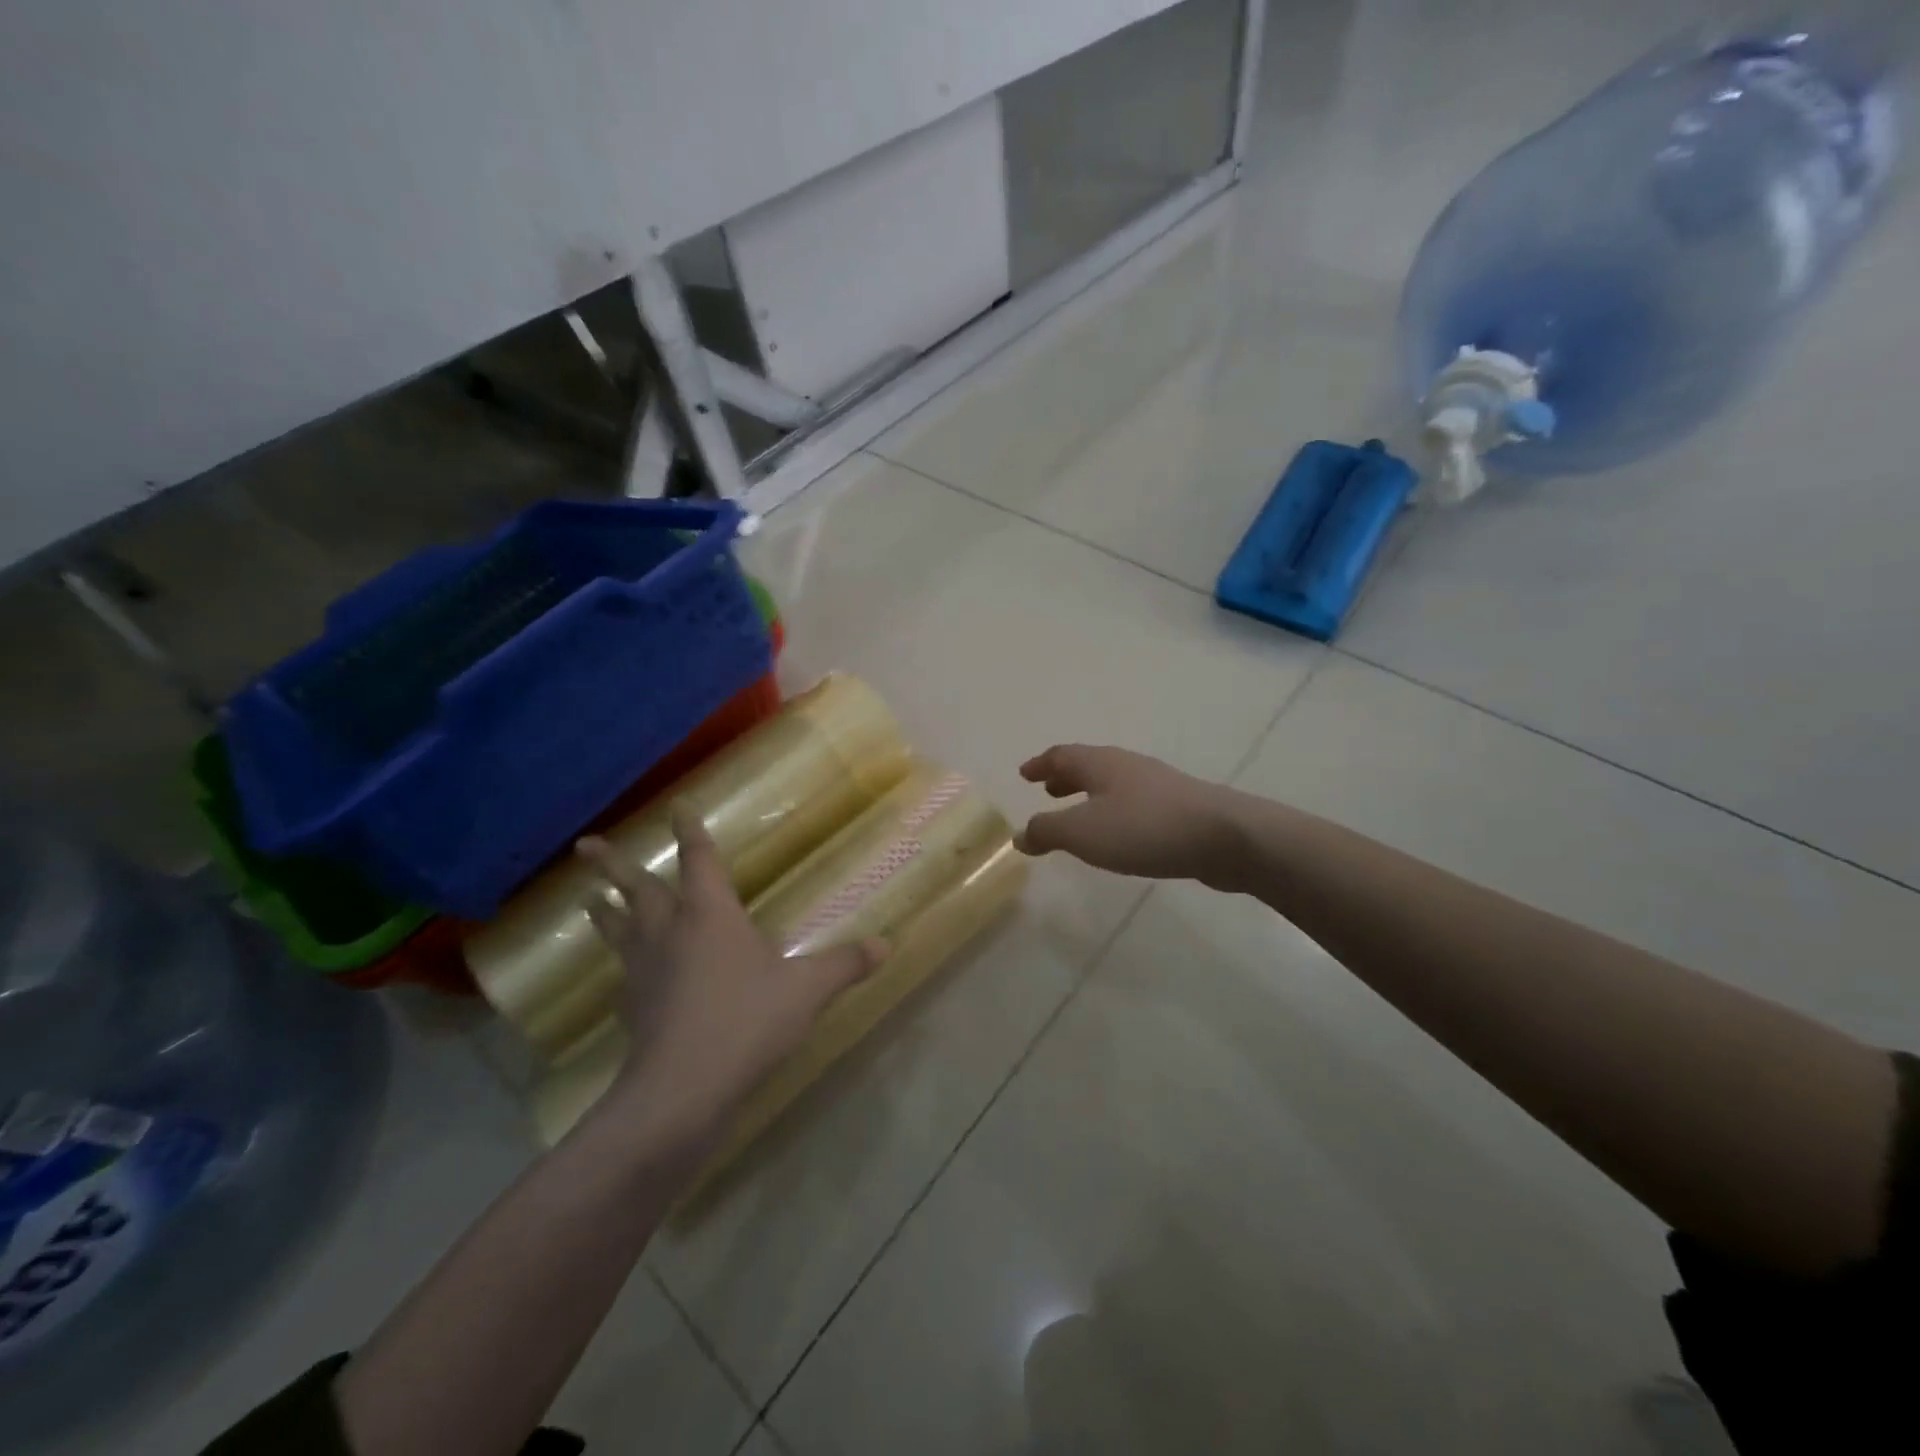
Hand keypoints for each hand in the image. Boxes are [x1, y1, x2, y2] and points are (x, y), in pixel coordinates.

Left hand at [577, 810, 883, 1149]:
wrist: (682, 1088)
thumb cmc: (746, 1021)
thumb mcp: (807, 990)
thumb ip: (845, 964)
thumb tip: (888, 944)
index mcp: (710, 913)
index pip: (699, 859)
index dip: (689, 831)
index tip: (675, 805)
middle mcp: (670, 931)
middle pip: (637, 889)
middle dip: (613, 865)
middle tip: (586, 845)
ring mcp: (644, 969)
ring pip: (618, 928)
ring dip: (603, 910)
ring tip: (586, 898)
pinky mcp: (632, 1007)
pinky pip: (623, 973)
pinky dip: (620, 963)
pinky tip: (623, 974)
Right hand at [1018, 745, 1242, 886]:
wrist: (1224, 837)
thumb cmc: (1144, 828)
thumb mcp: (1083, 832)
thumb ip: (1047, 831)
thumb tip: (1020, 834)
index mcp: (1100, 764)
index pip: (1062, 755)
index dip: (1040, 764)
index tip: (1024, 774)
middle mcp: (1127, 766)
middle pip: (1088, 765)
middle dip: (1065, 777)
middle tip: (1047, 790)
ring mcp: (1156, 784)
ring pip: (1112, 783)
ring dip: (1089, 794)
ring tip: (1078, 813)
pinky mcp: (1178, 807)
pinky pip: (1132, 802)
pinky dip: (1113, 810)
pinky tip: (1118, 834)